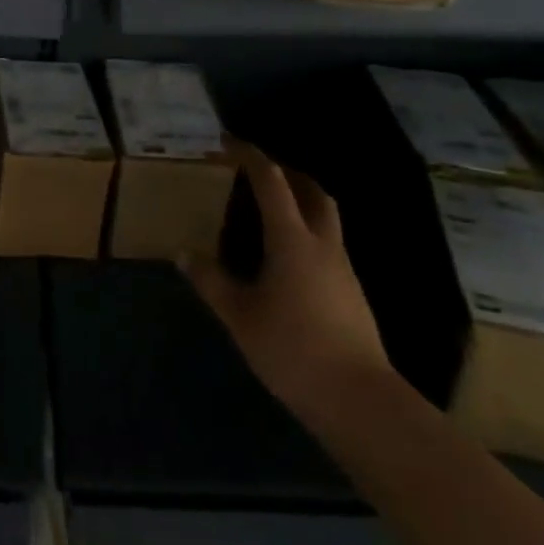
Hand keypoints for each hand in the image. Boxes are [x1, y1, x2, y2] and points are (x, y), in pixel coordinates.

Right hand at [182, 144, 389, 423]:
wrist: (359, 401)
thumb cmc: (293, 349)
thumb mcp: (240, 316)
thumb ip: (212, 281)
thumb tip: (184, 254)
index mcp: (292, 239)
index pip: (272, 182)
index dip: (251, 156)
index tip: (229, 143)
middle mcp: (322, 244)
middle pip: (312, 191)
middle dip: (287, 173)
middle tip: (258, 171)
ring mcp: (343, 268)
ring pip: (326, 217)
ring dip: (301, 201)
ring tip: (271, 209)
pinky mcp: (352, 293)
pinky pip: (328, 244)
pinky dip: (307, 232)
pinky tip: (287, 257)